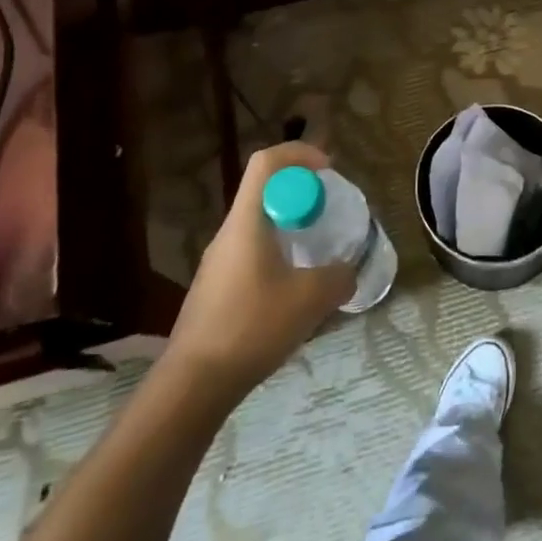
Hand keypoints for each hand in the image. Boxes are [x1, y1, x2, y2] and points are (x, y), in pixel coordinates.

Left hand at [170, 143, 357, 390]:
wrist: (193, 385)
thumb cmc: (251, 327)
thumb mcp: (311, 300)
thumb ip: (339, 277)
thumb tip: (348, 271)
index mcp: (247, 222)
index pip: (266, 162)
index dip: (300, 155)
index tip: (328, 172)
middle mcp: (229, 233)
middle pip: (265, 191)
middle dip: (302, 194)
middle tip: (330, 216)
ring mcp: (218, 262)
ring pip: (260, 225)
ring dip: (291, 228)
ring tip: (318, 255)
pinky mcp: (216, 289)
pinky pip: (252, 254)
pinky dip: (279, 256)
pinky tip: (294, 294)